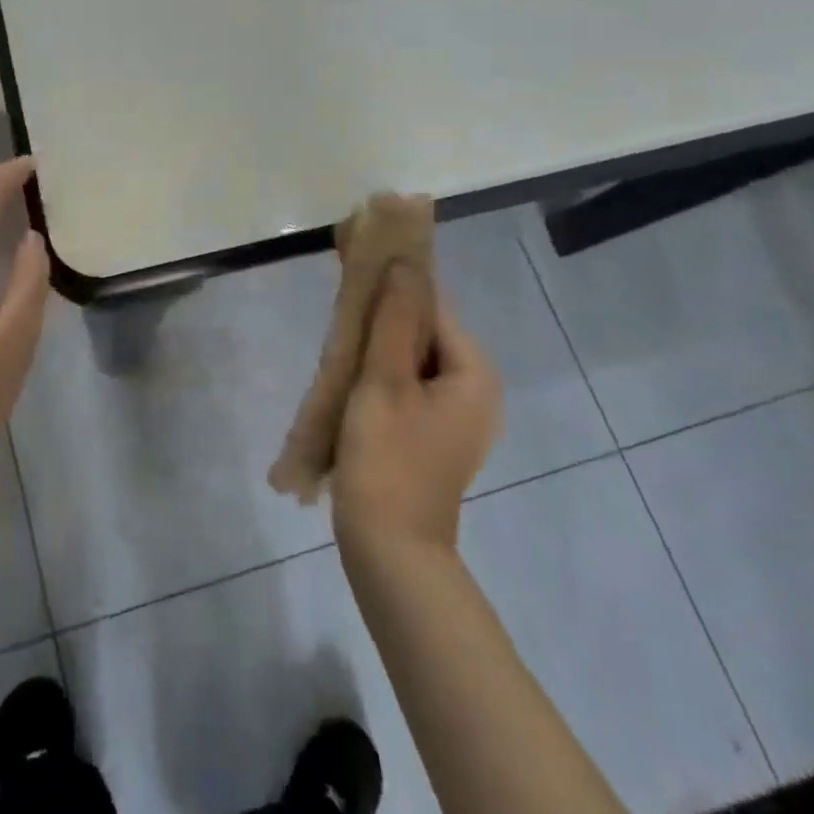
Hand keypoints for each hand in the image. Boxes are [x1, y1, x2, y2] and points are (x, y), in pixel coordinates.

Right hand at [331, 269, 501, 554]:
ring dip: (375, 351)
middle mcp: (474, 390)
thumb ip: (393, 319)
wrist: (389, 550)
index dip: (392, 290)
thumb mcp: (384, 381)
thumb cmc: (387, 459)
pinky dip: (379, 379)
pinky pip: (406, 388)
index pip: (433, 307)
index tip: (352, 286)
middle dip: (380, 324)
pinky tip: (348, 387)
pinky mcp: (432, 435)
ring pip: (409, 361)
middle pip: (422, 333)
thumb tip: (403, 263)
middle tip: (340, 329)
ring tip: (338, 358)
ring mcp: (455, 416)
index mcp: (474, 372)